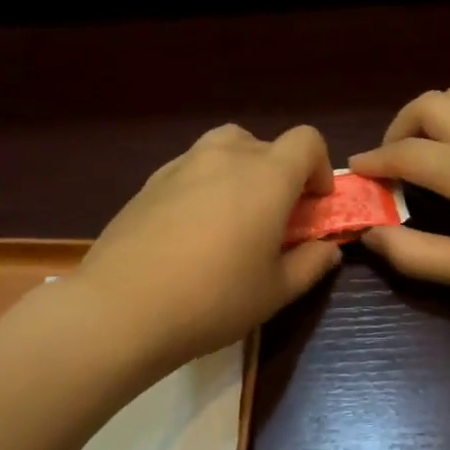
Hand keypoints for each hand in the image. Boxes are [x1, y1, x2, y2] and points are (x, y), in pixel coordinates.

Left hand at [75, 123, 342, 368]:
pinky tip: (191, 230)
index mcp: (266, 176)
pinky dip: (204, 184)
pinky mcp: (149, 182)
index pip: (306, 141)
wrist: (122, 308)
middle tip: (274, 218)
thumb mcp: (276, 291)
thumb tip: (327, 249)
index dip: (319, 167)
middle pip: (265, 143)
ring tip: (232, 217)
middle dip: (280, 173)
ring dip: (240, 172)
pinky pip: (190, 168)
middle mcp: (225, 157)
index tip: (313, 204)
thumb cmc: (213, 300)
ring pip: (223, 149)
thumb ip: (311, 264)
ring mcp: (181, 165)